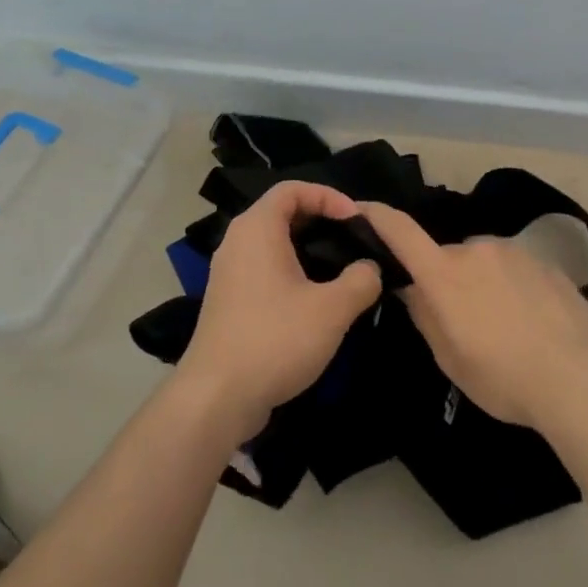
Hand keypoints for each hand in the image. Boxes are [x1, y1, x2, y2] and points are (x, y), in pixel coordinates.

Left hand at [179, 181, 382, 439]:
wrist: (217, 397)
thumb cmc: (276, 340)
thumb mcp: (333, 308)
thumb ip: (362, 279)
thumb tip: (370, 268)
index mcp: (257, 230)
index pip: (292, 189)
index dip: (328, 195)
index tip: (355, 220)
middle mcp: (237, 243)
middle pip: (282, 214)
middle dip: (321, 222)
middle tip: (354, 241)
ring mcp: (229, 274)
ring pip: (274, 245)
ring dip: (309, 251)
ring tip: (342, 271)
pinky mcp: (230, 303)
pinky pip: (265, 271)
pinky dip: (292, 273)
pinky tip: (316, 302)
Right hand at [356, 202, 587, 431]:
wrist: (579, 379)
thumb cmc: (502, 378)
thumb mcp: (449, 359)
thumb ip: (425, 316)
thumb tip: (412, 289)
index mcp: (444, 273)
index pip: (400, 232)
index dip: (376, 216)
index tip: (360, 208)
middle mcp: (476, 250)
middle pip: (447, 257)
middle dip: (446, 280)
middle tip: (461, 321)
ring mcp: (514, 252)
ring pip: (482, 262)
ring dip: (481, 283)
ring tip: (503, 326)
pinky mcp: (545, 263)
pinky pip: (514, 269)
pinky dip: (511, 288)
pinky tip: (530, 322)